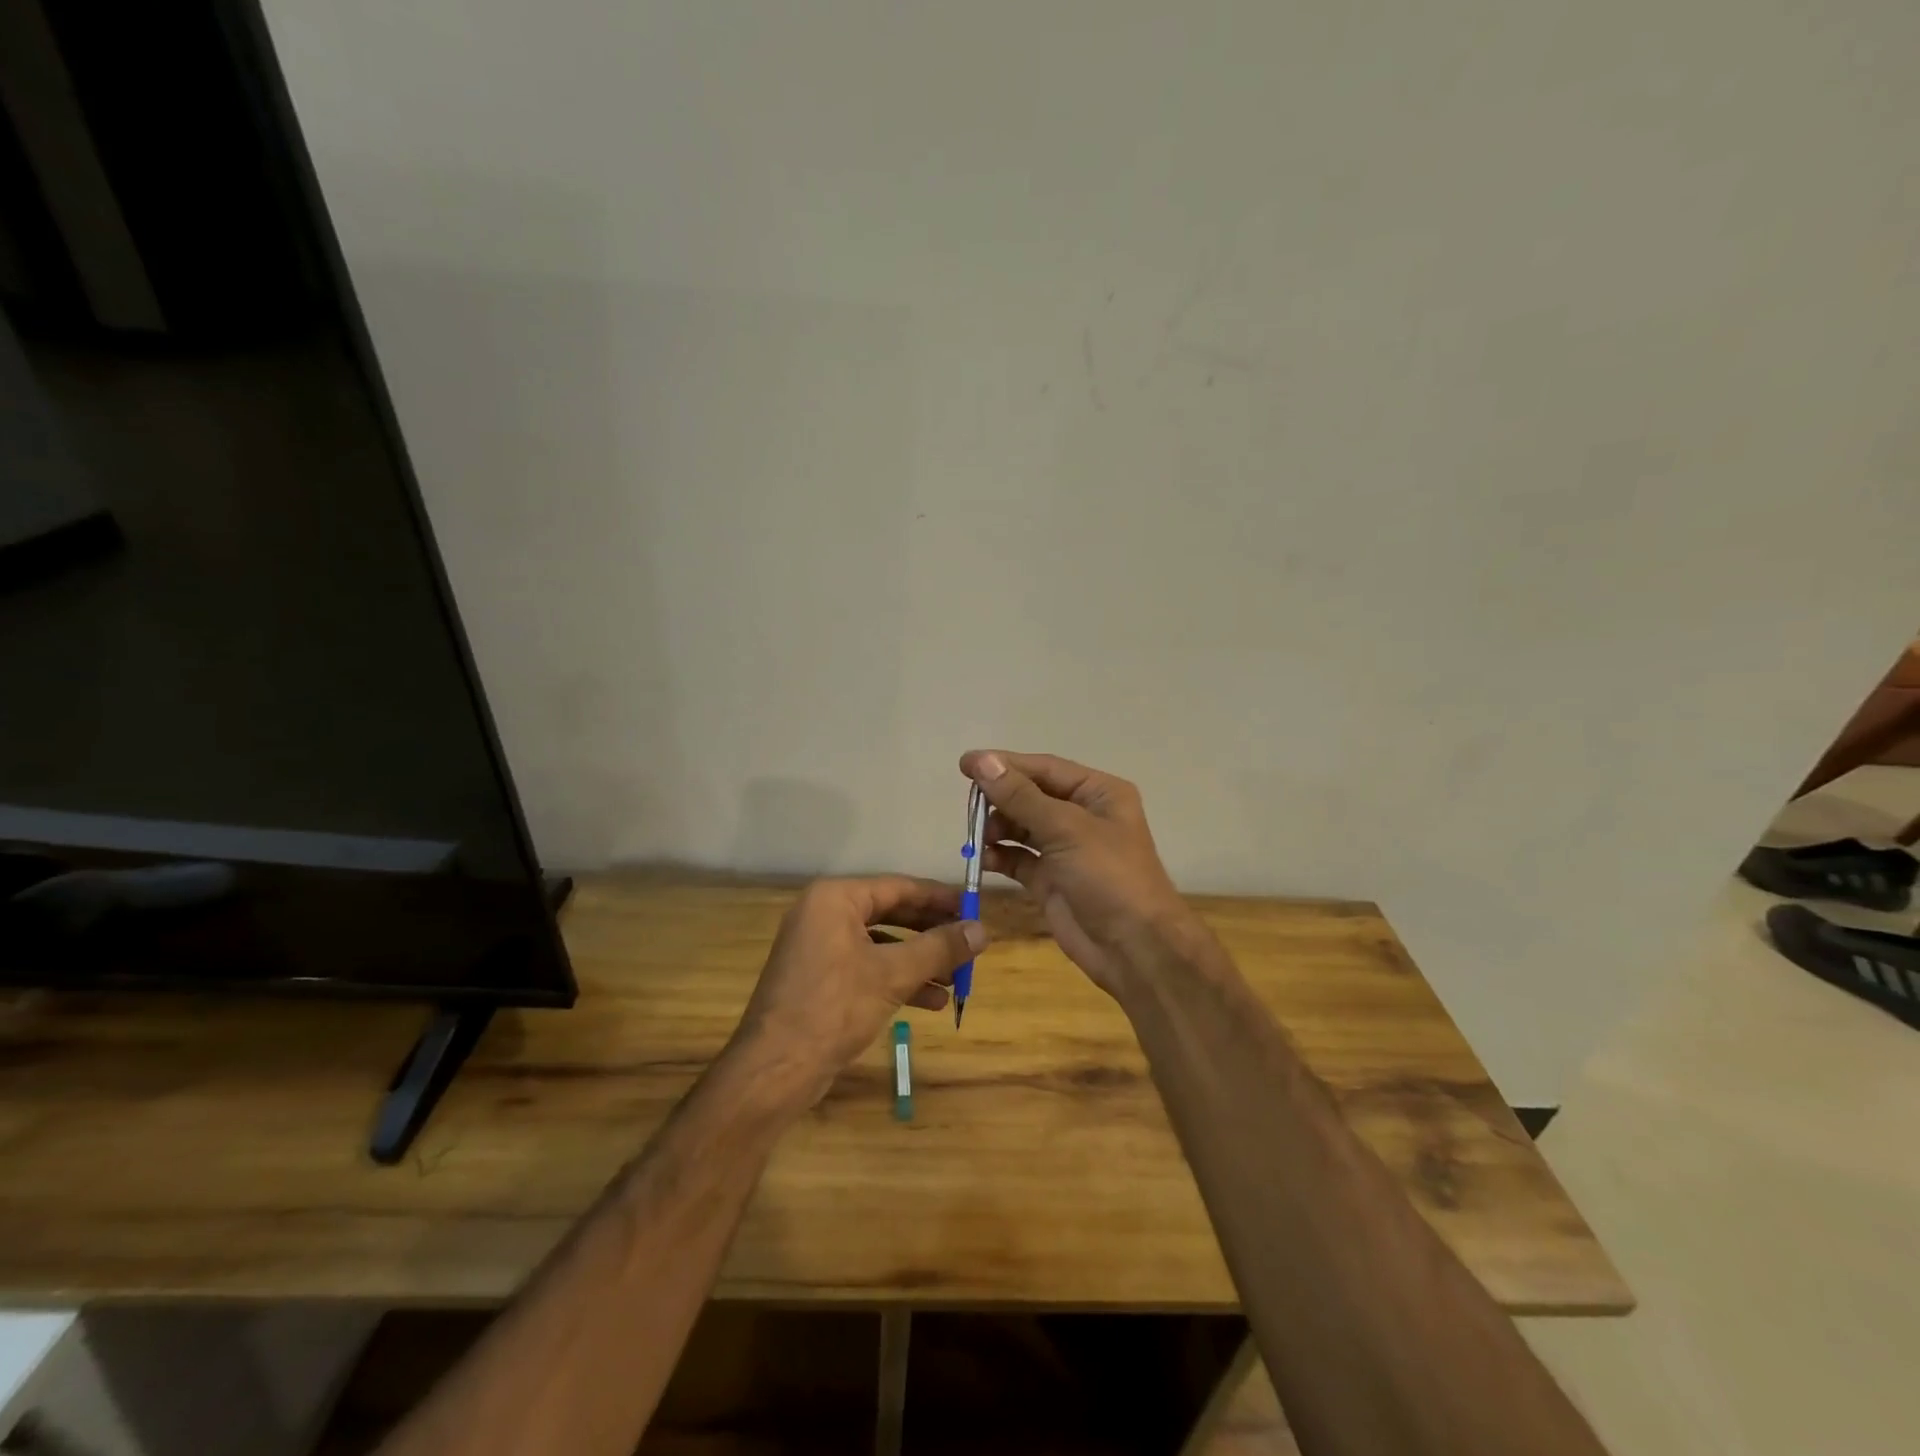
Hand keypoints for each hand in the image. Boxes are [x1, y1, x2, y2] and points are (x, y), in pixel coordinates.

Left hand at [731, 876, 986, 1105]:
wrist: (775, 1070)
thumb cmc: (834, 1007)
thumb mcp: (893, 974)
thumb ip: (939, 948)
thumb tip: (983, 930)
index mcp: (835, 899)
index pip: (899, 887)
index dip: (939, 898)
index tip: (975, 907)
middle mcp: (824, 914)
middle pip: (892, 913)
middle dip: (932, 933)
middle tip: (970, 943)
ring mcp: (820, 947)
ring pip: (882, 944)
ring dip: (921, 961)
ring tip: (958, 979)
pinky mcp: (821, 979)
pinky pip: (868, 967)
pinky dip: (898, 980)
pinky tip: (933, 1001)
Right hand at [959, 750, 1203, 997]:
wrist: (1134, 949)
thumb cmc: (1109, 877)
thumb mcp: (1066, 829)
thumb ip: (1020, 796)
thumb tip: (981, 760)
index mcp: (1098, 793)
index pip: (1044, 769)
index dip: (1005, 764)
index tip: (965, 764)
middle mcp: (1082, 816)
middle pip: (1030, 796)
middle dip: (1000, 799)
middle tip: (969, 807)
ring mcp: (1065, 850)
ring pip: (1021, 827)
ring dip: (998, 828)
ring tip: (978, 837)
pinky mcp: (1050, 880)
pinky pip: (1018, 859)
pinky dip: (1000, 856)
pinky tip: (983, 859)